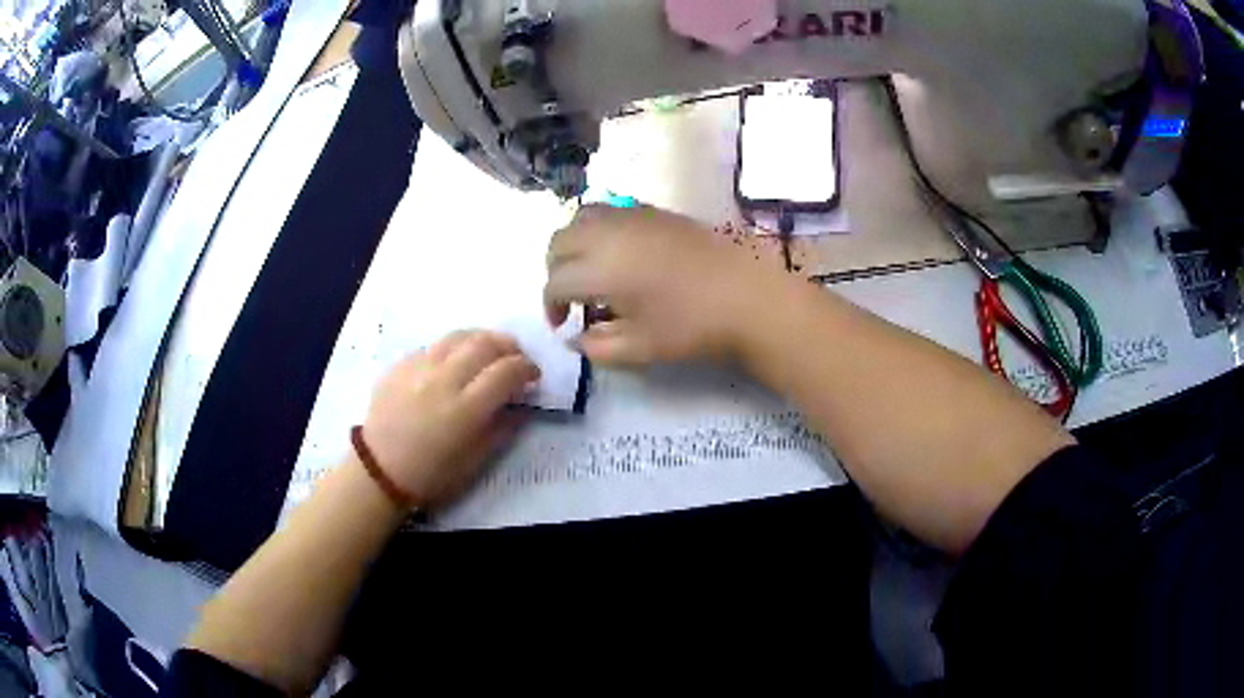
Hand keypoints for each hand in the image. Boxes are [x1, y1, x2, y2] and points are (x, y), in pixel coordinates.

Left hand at [360, 331, 539, 507]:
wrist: (380, 470)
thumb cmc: (432, 474)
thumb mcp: (476, 461)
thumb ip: (503, 428)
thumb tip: (523, 404)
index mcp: (465, 409)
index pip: (506, 371)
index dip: (527, 368)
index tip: (533, 376)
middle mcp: (442, 380)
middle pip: (484, 343)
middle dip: (509, 346)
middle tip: (516, 358)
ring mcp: (417, 368)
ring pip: (457, 336)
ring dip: (481, 339)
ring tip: (489, 351)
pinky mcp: (399, 365)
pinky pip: (432, 347)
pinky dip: (452, 350)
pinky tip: (453, 364)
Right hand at [545, 205, 787, 366]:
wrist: (748, 296)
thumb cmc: (692, 327)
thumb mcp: (639, 349)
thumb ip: (596, 347)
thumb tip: (575, 339)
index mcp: (600, 268)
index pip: (556, 281)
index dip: (551, 307)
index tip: (565, 326)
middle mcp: (608, 233)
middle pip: (559, 242)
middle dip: (556, 270)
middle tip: (572, 298)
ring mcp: (633, 216)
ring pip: (581, 217)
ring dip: (573, 244)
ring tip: (590, 270)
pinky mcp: (655, 211)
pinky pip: (611, 210)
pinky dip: (599, 229)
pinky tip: (620, 254)